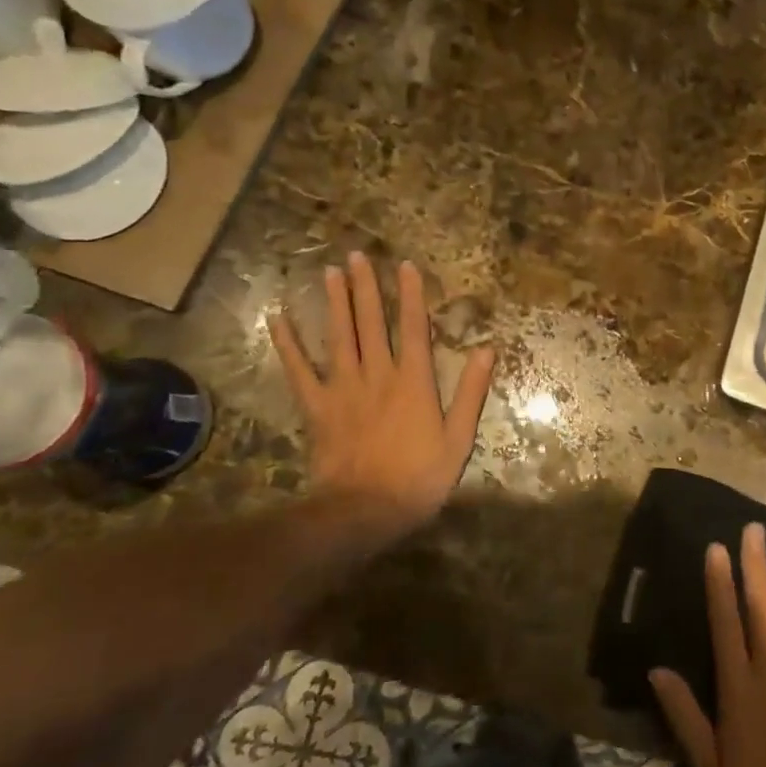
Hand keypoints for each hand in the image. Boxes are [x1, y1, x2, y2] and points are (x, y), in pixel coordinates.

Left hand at [269, 253, 494, 545]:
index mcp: (414, 381)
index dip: (412, 295)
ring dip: (335, 303)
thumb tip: (487, 349)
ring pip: (339, 337)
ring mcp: (344, 388)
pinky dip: (288, 344)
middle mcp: (378, 374)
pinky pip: (299, 370)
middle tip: (357, 256)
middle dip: (366, 287)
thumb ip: (471, 392)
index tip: (406, 265)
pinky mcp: (318, 406)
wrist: (365, 510)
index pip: (414, 328)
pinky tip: (277, 319)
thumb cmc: (419, 477)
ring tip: (329, 272)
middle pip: (371, 323)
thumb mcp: (459, 438)